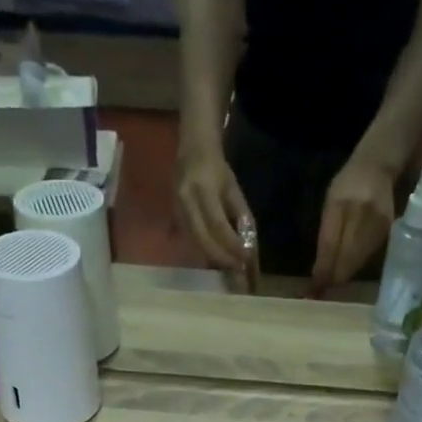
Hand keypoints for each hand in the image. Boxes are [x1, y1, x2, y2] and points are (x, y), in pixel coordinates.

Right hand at [176, 140, 250, 270]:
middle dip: (222, 258)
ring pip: (195, 243)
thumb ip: (241, 216)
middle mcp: (185, 201)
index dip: (232, 245)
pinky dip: (203, 252)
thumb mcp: (233, 189)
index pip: (218, 225)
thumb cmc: (217, 168)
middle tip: (238, 271)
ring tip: (229, 269)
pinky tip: (215, 261)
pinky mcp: (173, 217)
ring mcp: (176, 210)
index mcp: (203, 190)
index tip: (246, 259)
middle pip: (203, 239)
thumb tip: (248, 245)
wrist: (192, 150)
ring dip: (213, 259)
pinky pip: (189, 240)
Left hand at [314, 159, 396, 288]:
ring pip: (358, 261)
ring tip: (330, 285)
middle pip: (345, 258)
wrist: (379, 166)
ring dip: (343, 275)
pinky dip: (356, 266)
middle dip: (332, 278)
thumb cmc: (348, 184)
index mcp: (339, 205)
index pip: (329, 245)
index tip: (312, 290)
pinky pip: (369, 256)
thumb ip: (327, 233)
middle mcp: (359, 214)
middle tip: (320, 292)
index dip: (322, 270)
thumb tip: (320, 268)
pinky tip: (347, 271)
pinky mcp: (388, 231)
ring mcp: (376, 223)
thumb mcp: (330, 202)